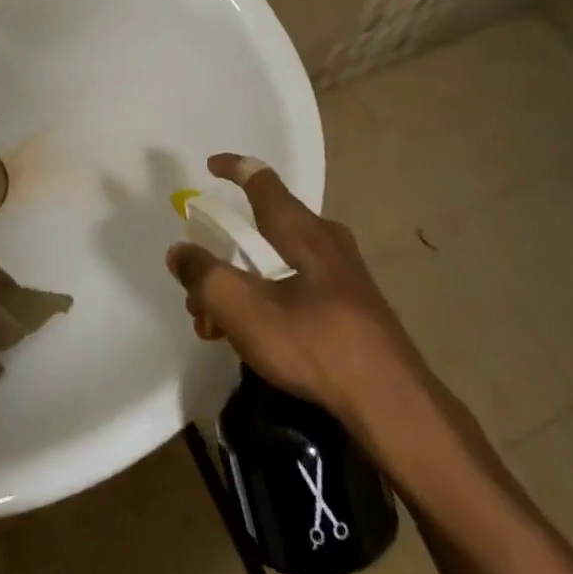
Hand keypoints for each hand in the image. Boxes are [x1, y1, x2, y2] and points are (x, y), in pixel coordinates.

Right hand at [166, 153, 440, 444]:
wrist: (392, 406)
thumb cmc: (314, 344)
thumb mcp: (243, 309)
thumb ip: (204, 276)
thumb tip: (180, 252)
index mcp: (301, 229)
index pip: (262, 180)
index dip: (233, 168)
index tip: (209, 167)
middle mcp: (325, 241)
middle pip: (263, 229)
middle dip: (223, 253)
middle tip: (197, 284)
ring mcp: (343, 276)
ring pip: (276, 264)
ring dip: (239, 286)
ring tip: (212, 325)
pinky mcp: (352, 308)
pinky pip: (296, 289)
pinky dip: (265, 302)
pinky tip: (250, 339)